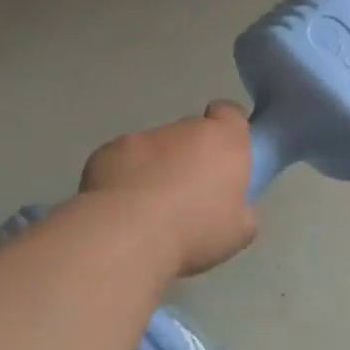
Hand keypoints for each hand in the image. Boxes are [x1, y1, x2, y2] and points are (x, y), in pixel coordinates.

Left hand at [80, 102, 257, 275]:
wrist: (128, 236)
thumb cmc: (196, 230)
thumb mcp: (240, 231)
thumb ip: (242, 209)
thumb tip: (234, 207)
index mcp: (224, 142)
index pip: (231, 114)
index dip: (230, 130)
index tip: (228, 156)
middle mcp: (184, 130)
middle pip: (193, 132)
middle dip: (193, 155)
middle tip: (191, 194)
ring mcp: (142, 137)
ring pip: (156, 148)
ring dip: (158, 168)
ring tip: (151, 207)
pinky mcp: (107, 151)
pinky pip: (123, 161)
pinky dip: (126, 178)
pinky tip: (123, 208)